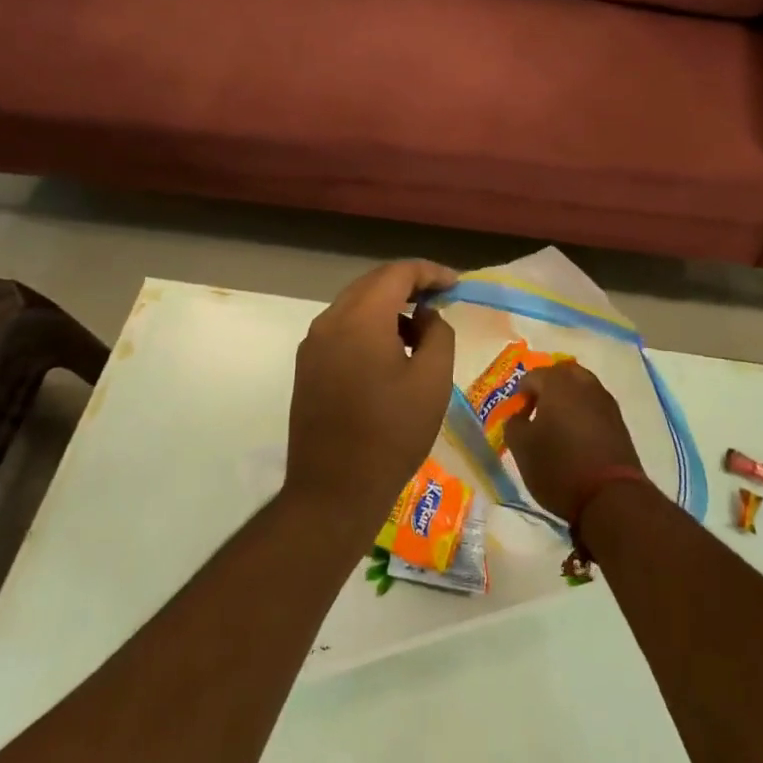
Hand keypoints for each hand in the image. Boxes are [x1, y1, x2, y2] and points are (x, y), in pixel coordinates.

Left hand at [283, 260, 457, 534]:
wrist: (334, 490)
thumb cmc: (392, 433)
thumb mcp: (433, 381)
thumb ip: (437, 334)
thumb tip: (426, 316)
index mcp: (360, 318)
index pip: (396, 273)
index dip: (429, 272)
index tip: (455, 284)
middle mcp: (330, 321)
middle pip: (372, 284)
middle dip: (408, 285)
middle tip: (440, 299)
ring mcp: (313, 344)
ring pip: (355, 306)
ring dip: (388, 308)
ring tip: (420, 332)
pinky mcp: (307, 367)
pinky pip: (342, 329)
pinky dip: (369, 327)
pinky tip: (391, 353)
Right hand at [503, 361, 644, 522]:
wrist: (611, 496)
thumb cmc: (559, 467)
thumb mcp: (521, 448)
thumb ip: (514, 424)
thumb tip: (519, 416)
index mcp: (557, 383)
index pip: (532, 376)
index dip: (520, 394)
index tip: (516, 416)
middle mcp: (584, 383)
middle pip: (562, 373)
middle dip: (547, 386)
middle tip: (536, 410)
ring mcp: (605, 401)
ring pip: (582, 387)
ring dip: (567, 398)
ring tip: (557, 423)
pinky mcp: (619, 421)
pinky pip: (595, 405)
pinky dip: (583, 412)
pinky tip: (576, 434)